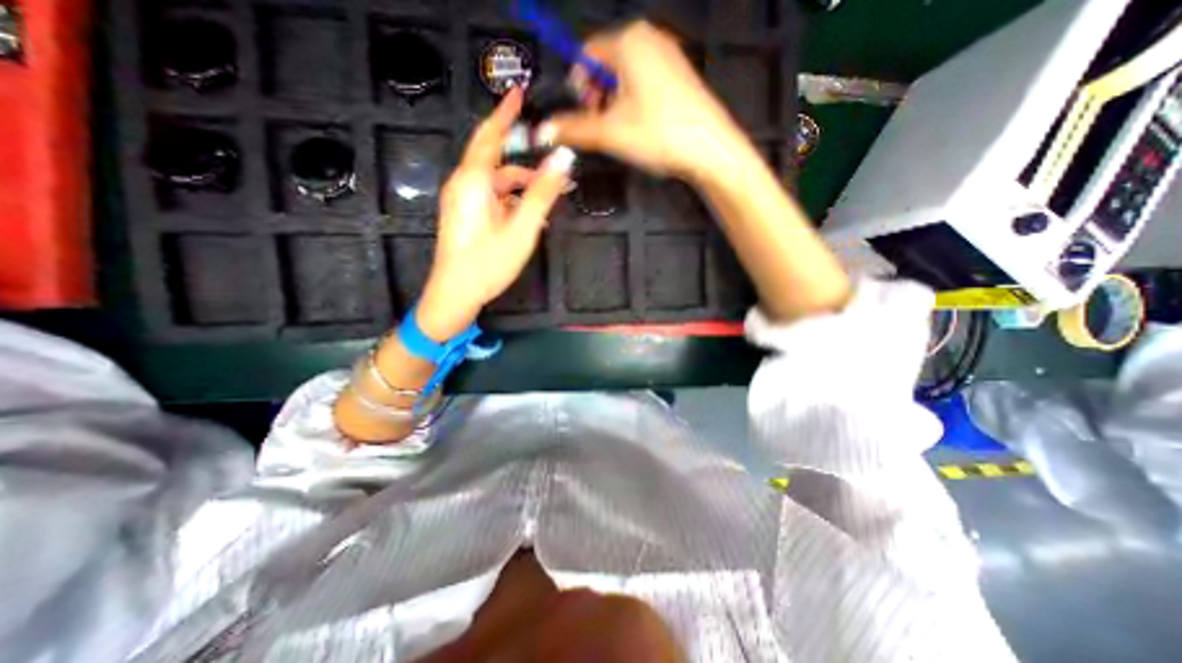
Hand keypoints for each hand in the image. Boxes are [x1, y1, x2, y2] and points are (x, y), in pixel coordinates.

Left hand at [419, 89, 578, 342]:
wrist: (455, 294)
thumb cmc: (488, 263)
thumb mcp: (522, 228)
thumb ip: (543, 192)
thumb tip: (564, 158)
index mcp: (473, 180)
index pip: (490, 134)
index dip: (506, 112)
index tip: (519, 93)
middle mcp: (463, 184)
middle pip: (495, 158)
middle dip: (523, 156)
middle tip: (551, 160)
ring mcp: (462, 201)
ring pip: (496, 181)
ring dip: (522, 184)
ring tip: (550, 196)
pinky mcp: (465, 215)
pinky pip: (491, 197)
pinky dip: (511, 199)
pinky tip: (530, 214)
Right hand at [543, 21, 744, 182]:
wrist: (709, 149)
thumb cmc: (657, 133)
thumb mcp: (609, 133)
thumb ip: (572, 129)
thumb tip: (542, 132)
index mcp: (628, 40)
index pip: (586, 54)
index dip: (579, 87)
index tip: (584, 116)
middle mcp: (649, 38)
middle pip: (606, 64)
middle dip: (597, 96)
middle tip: (603, 127)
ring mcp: (668, 55)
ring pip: (625, 75)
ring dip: (615, 102)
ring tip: (623, 131)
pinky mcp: (680, 75)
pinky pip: (645, 82)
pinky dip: (635, 102)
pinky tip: (643, 126)